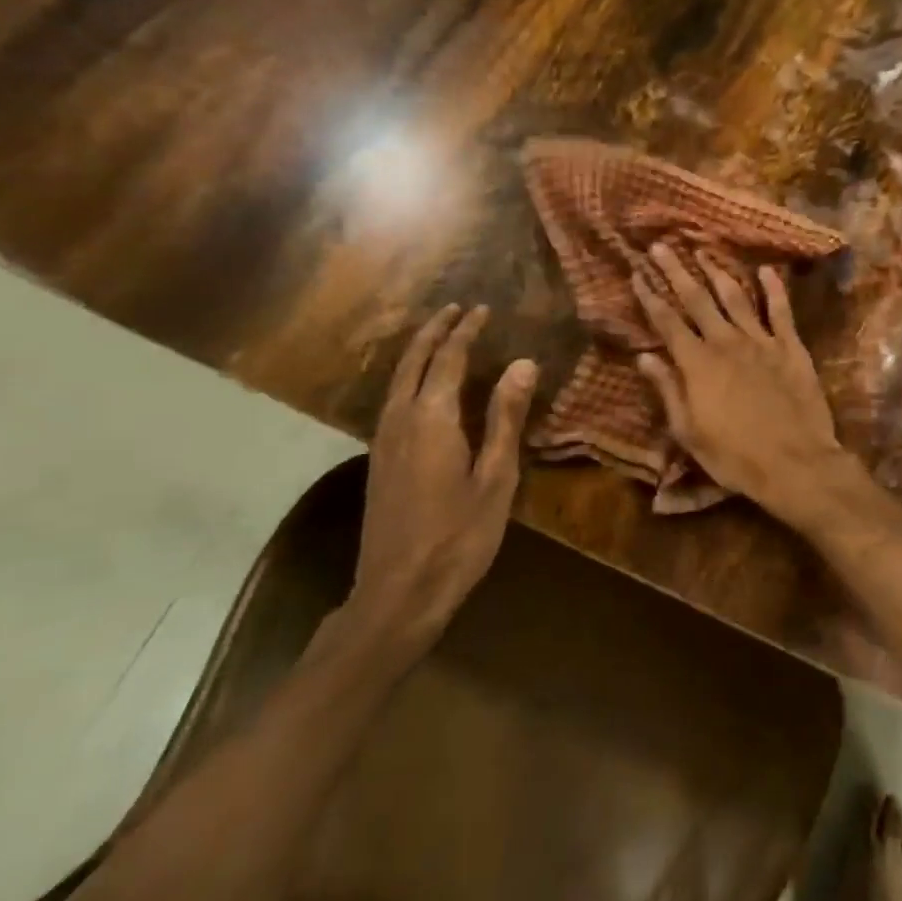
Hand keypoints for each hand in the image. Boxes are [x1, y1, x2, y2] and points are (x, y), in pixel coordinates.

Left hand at [347, 304, 537, 662]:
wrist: (399, 591)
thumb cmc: (459, 535)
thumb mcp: (496, 477)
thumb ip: (505, 417)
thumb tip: (522, 363)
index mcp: (432, 419)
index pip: (448, 359)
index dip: (466, 331)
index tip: (482, 309)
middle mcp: (400, 420)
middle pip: (413, 362)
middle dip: (434, 331)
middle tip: (455, 309)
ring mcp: (383, 440)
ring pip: (397, 380)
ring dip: (418, 351)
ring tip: (438, 335)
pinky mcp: (379, 460)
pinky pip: (393, 399)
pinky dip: (409, 376)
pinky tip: (421, 387)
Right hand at [632, 247, 851, 525]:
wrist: (795, 463)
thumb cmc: (735, 456)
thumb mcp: (689, 432)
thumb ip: (668, 390)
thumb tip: (644, 357)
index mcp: (697, 364)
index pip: (667, 322)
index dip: (650, 297)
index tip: (636, 273)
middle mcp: (726, 343)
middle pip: (697, 299)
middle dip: (677, 271)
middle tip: (662, 245)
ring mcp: (762, 341)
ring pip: (736, 297)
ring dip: (718, 272)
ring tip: (704, 251)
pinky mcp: (791, 347)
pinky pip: (781, 311)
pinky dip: (774, 288)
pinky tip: (766, 270)